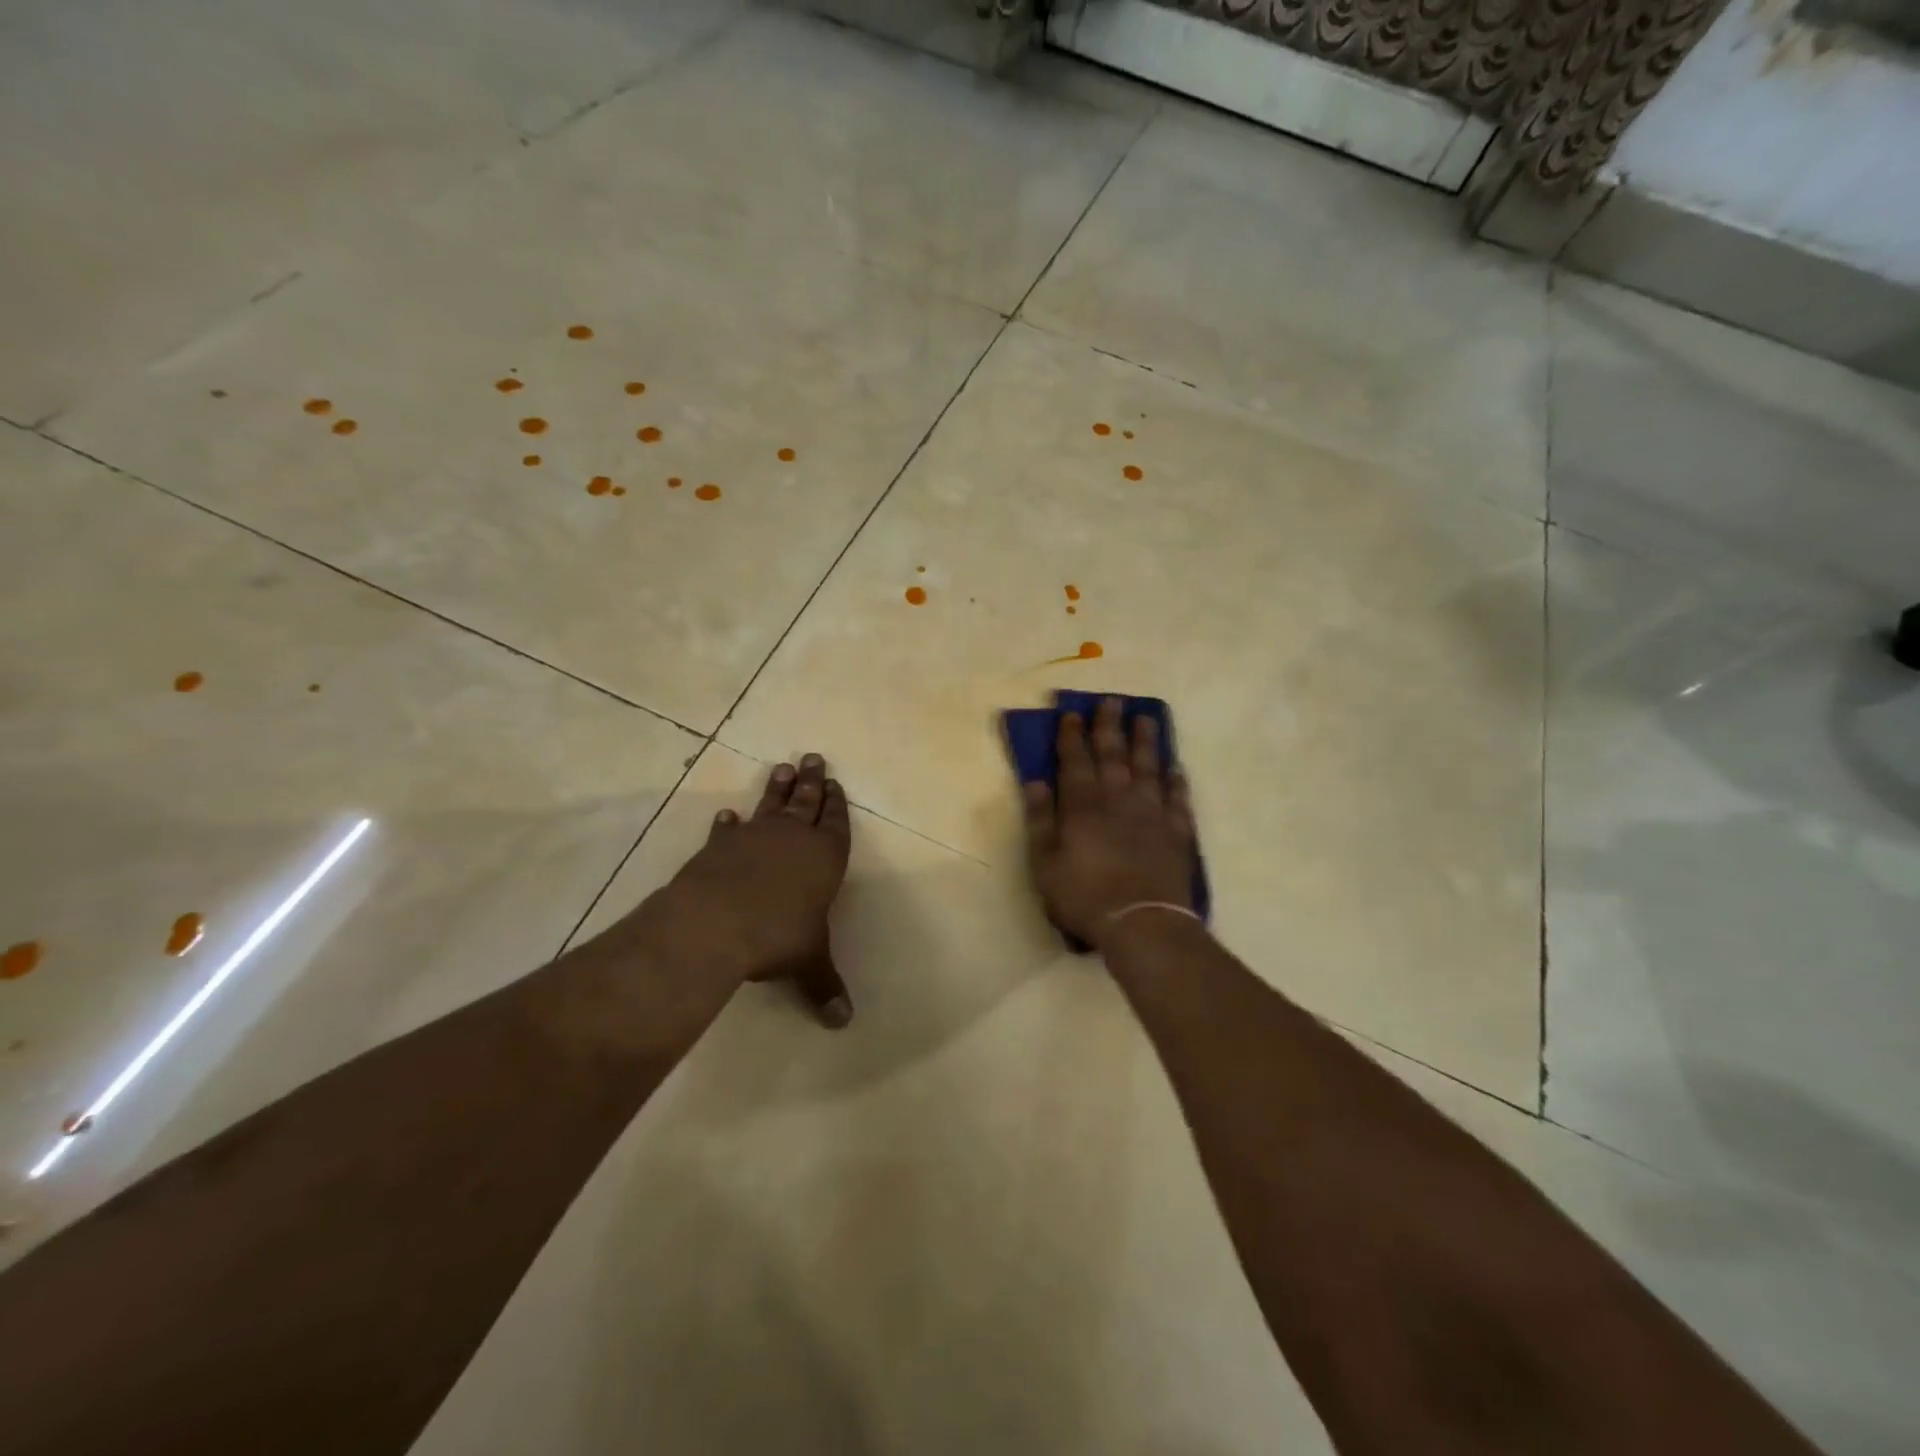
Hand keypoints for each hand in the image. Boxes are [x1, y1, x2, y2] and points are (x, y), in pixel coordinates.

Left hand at [668, 754, 853, 1026]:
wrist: (718, 923)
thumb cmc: (779, 936)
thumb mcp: (809, 961)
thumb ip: (825, 985)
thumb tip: (844, 1023)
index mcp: (824, 857)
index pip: (835, 823)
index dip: (836, 804)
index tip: (834, 783)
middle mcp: (792, 839)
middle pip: (805, 802)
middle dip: (811, 781)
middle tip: (813, 757)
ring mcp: (754, 838)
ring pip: (771, 806)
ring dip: (777, 788)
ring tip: (781, 767)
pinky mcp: (719, 847)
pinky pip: (728, 831)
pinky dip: (729, 824)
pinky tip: (727, 816)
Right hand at [1021, 698, 1195, 950]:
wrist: (1142, 922)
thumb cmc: (1084, 895)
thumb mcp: (1045, 862)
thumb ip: (1040, 819)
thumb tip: (1035, 782)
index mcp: (1083, 804)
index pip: (1075, 760)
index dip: (1072, 735)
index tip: (1072, 712)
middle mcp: (1118, 799)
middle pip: (1114, 754)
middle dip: (1110, 726)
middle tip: (1112, 701)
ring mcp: (1152, 813)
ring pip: (1149, 768)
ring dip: (1146, 742)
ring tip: (1147, 719)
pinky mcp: (1176, 832)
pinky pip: (1178, 799)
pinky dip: (1176, 781)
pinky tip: (1176, 769)